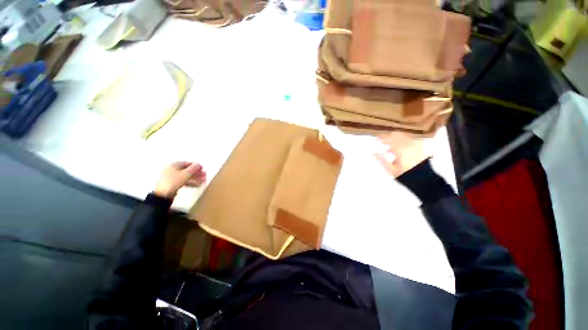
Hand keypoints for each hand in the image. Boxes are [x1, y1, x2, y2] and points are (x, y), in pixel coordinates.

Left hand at [154, 162, 206, 198]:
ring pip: (187, 176)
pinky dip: (191, 182)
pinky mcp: (174, 184)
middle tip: (205, 176)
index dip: (196, 166)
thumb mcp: (186, 174)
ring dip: (195, 178)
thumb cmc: (174, 181)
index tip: (203, 169)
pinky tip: (197, 185)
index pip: (188, 163)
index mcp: (175, 165)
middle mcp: (173, 169)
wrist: (163, 194)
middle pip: (188, 170)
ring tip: (203, 181)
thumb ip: (193, 168)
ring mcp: (173, 177)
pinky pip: (184, 181)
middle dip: (197, 173)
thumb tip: (199, 164)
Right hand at [374, 132, 430, 176]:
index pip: (389, 138)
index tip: (376, 139)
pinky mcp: (421, 147)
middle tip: (383, 141)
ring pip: (404, 136)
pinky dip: (403, 141)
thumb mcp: (390, 169)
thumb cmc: (405, 174)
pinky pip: (410, 139)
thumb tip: (373, 152)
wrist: (424, 179)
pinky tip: (401, 148)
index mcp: (400, 148)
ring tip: (392, 145)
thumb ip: (381, 159)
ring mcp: (416, 144)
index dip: (381, 138)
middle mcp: (409, 144)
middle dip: (389, 136)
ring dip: (396, 138)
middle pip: (397, 134)